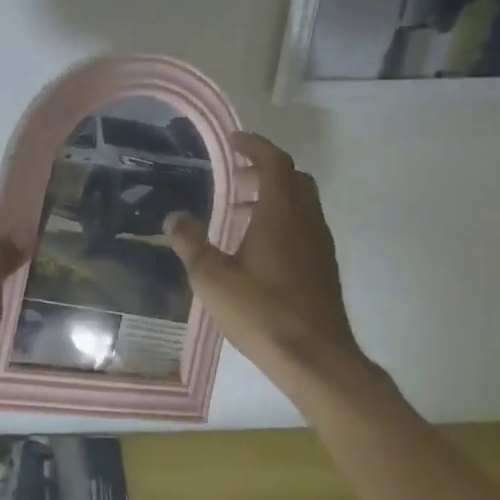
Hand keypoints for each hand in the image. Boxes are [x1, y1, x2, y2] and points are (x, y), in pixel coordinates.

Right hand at [164, 133, 360, 375]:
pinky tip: (257, 250)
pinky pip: (304, 227)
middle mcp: (307, 221)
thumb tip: (175, 217)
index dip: (255, 145)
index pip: (275, 162)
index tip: (234, 141)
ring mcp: (320, 245)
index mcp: (281, 214)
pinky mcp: (324, 268)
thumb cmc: (261, 312)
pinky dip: (282, 221)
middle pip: (293, 178)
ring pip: (301, 204)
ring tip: (238, 215)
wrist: (316, 358)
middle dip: (264, 171)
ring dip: (273, 198)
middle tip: (234, 179)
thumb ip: (191, 243)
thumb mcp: (212, 278)